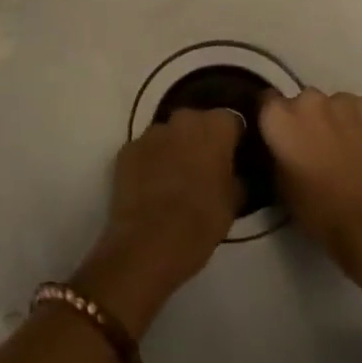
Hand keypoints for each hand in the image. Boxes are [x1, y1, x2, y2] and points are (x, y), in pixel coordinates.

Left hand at [72, 109, 243, 337]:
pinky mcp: (126, 150)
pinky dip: (151, 161)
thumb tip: (233, 173)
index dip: (234, 138)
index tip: (235, 157)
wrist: (150, 242)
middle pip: (197, 122)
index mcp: (214, 127)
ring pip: (169, 134)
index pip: (231, 120)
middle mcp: (182, 120)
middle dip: (202, 138)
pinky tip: (153, 185)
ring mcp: (150, 133)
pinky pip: (146, 150)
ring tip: (177, 177)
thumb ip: (235, 176)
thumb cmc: (202, 219)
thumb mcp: (234, 201)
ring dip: (174, 147)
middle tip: (206, 166)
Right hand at [258, 88, 361, 308]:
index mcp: (278, 119)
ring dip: (334, 120)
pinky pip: (361, 109)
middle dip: (305, 119)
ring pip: (333, 104)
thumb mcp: (281, 187)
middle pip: (301, 101)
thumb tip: (281, 146)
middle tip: (315, 147)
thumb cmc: (322, 214)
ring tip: (346, 150)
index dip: (273, 119)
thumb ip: (276, 155)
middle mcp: (308, 101)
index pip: (266, 101)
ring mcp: (344, 101)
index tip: (280, 136)